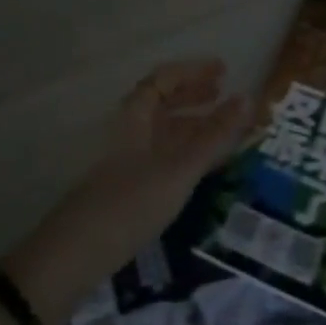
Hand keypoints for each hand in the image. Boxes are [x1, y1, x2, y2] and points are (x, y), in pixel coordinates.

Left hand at [5, 59, 246, 324]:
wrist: (77, 254)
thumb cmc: (131, 201)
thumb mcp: (179, 168)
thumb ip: (214, 135)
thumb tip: (248, 99)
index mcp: (135, 115)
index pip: (164, 79)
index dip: (194, 72)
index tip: (224, 71)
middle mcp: (129, 129)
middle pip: (163, 101)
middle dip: (194, 95)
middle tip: (224, 95)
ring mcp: (127, 158)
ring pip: (163, 130)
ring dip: (192, 124)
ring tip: (223, 130)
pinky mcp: (128, 185)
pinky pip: (163, 154)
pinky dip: (185, 150)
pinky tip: (202, 165)